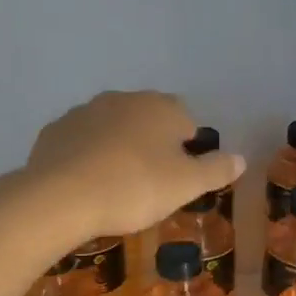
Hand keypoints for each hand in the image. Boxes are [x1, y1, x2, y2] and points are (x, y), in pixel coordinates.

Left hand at [22, 91, 245, 242]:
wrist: (62, 197)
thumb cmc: (135, 188)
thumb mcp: (185, 185)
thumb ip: (216, 170)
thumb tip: (241, 159)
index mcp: (161, 107)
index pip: (186, 121)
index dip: (186, 149)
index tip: (177, 178)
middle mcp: (123, 99)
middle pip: (147, 120)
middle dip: (150, 145)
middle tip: (147, 185)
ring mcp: (84, 111)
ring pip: (111, 128)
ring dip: (116, 149)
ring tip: (114, 186)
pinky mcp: (54, 130)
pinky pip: (80, 142)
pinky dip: (85, 157)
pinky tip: (84, 185)